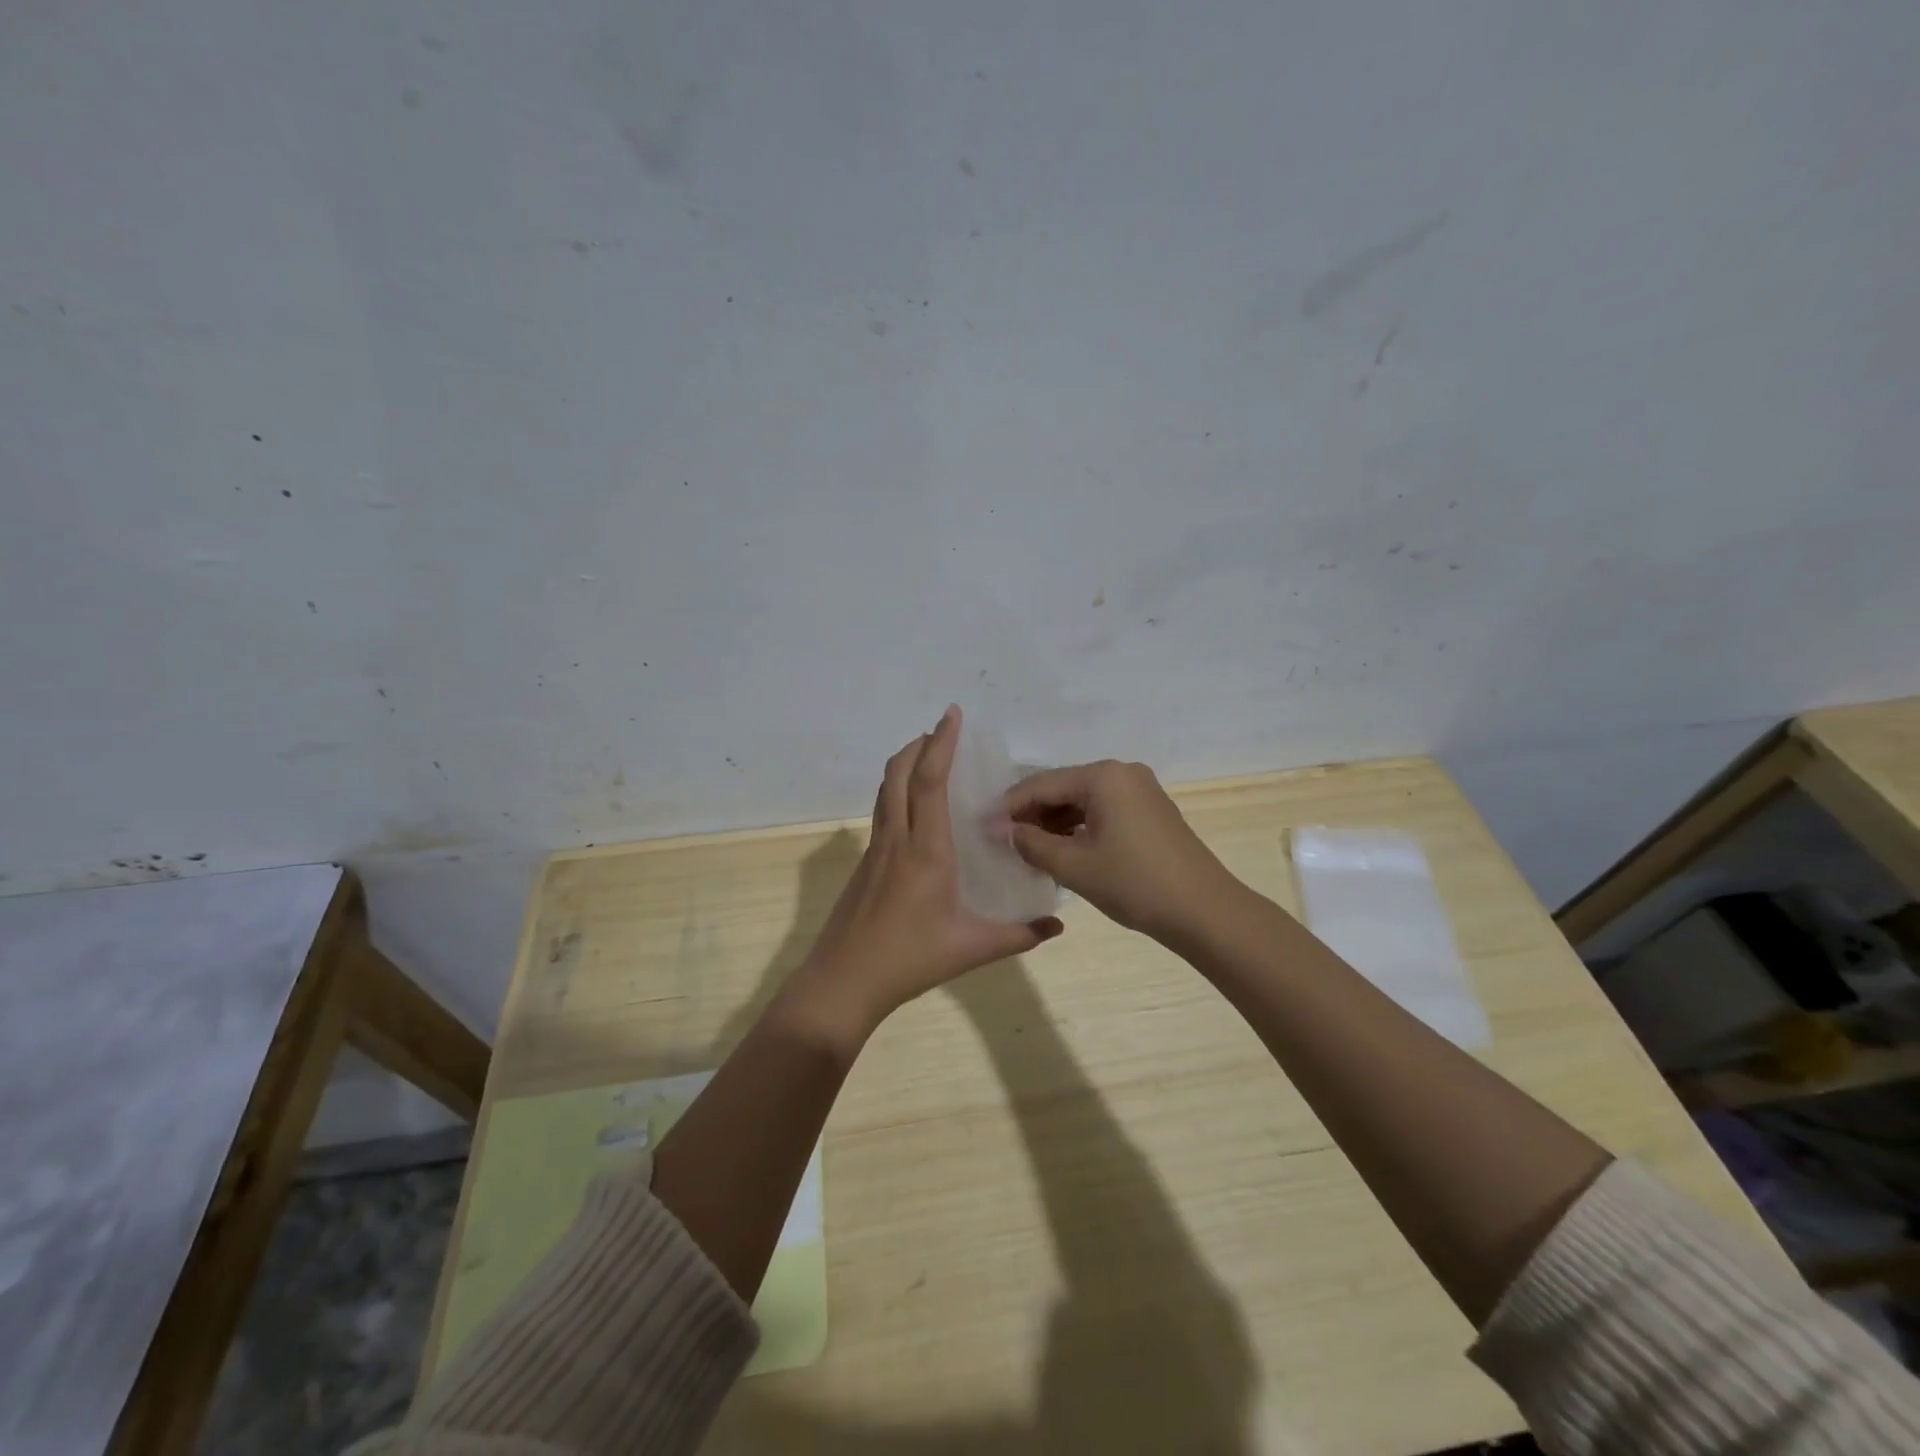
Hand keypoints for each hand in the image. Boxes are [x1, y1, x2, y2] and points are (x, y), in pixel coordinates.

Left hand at [781, 706, 1064, 1050]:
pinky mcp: (865, 864)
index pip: (930, 782)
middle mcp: (897, 840)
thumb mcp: (972, 949)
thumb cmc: (910, 960)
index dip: (941, 744)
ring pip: (886, 791)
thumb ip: (1019, 934)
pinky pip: (883, 812)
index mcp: (926, 851)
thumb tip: (1058, 925)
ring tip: (930, 759)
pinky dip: (899, 792)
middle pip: (899, 774)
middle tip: (943, 731)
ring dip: (905, 765)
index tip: (951, 715)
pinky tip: (917, 812)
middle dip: (918, 744)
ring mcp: (875, 850)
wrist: (843, 981)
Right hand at [1002, 759, 1242, 947]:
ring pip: (1082, 801)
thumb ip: (1032, 844)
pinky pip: (1103, 811)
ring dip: (1054, 823)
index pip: (1042, 783)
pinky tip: (1061, 850)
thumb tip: (1006, 832)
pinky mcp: (1150, 811)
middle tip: (1004, 841)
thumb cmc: (1135, 884)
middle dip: (1032, 814)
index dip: (1010, 807)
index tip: (983, 828)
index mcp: (1103, 776)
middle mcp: (1122, 773)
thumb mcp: (1074, 866)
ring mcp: (1140, 791)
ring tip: (1028, 850)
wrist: (1205, 911)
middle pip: (1063, 787)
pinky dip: (1079, 828)